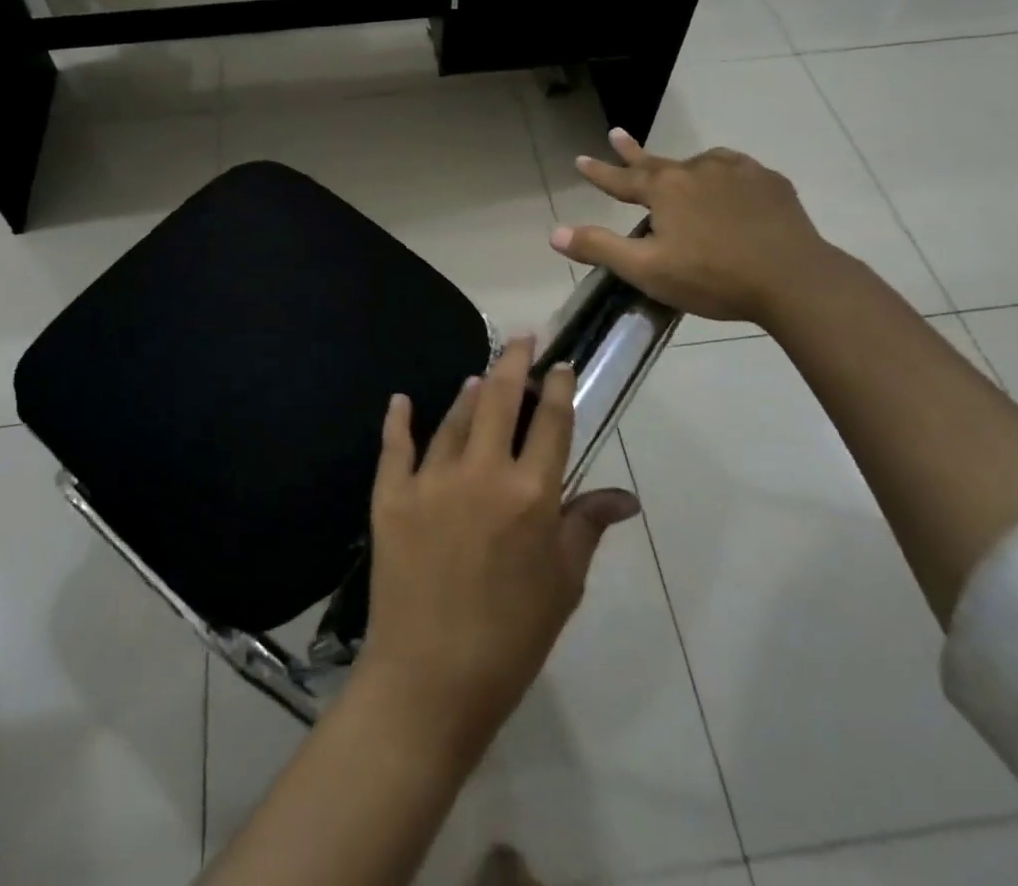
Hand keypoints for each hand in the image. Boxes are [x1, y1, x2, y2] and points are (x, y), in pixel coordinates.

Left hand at [360, 337, 641, 757]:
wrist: (431, 677)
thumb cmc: (511, 637)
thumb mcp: (563, 584)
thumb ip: (587, 527)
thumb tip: (626, 496)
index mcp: (531, 494)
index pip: (550, 422)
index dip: (557, 387)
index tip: (560, 365)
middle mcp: (482, 472)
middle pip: (499, 399)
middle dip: (512, 363)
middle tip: (520, 340)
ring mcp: (432, 478)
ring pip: (454, 418)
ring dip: (469, 393)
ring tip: (479, 377)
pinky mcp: (391, 494)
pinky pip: (396, 445)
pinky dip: (399, 419)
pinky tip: (401, 400)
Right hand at [549, 129, 838, 324]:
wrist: (794, 279)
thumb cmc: (712, 277)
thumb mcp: (647, 269)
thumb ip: (600, 248)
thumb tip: (554, 233)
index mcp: (664, 189)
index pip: (621, 178)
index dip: (598, 172)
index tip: (580, 159)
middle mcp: (696, 170)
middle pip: (656, 160)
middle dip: (632, 151)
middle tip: (616, 133)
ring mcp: (736, 171)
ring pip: (698, 163)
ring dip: (681, 166)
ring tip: (678, 171)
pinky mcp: (768, 182)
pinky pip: (734, 170)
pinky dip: (722, 174)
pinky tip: (727, 183)